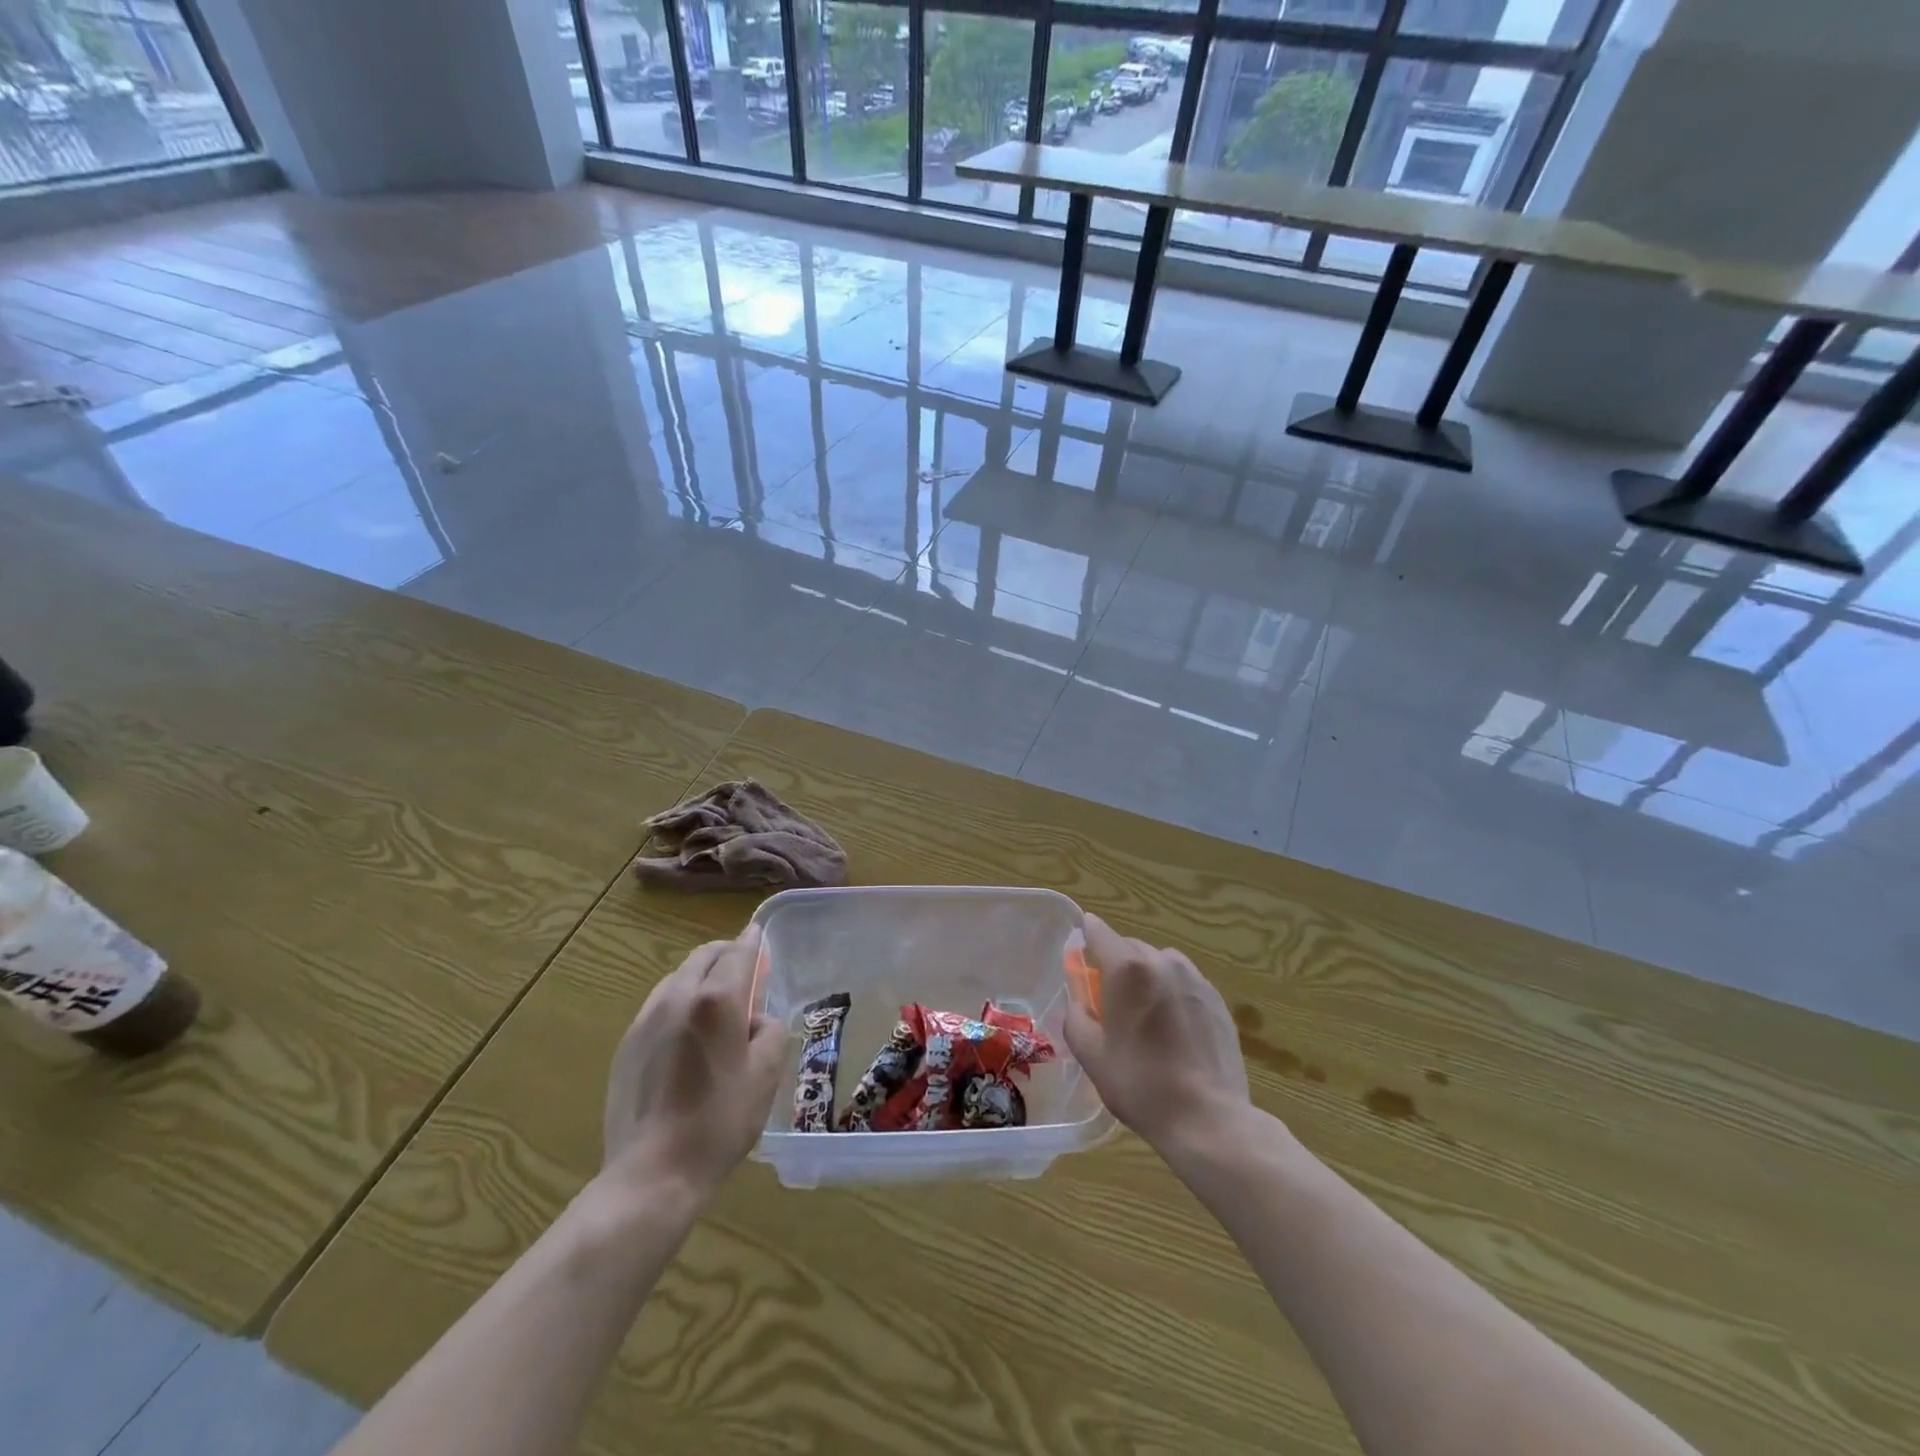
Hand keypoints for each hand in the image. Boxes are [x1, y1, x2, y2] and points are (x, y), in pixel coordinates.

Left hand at [602, 925, 787, 1198]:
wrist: (653, 1173)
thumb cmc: (720, 1121)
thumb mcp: (766, 1074)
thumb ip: (770, 1031)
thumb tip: (757, 1020)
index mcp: (717, 1000)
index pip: (738, 953)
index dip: (752, 941)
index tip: (759, 933)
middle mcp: (678, 998)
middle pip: (703, 957)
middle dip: (725, 954)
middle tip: (744, 967)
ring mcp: (646, 1021)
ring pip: (677, 979)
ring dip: (700, 977)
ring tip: (716, 1000)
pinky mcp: (626, 1046)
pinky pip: (658, 1006)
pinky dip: (678, 1002)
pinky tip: (687, 1033)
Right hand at [1064, 913, 1250, 1151]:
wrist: (1208, 1119)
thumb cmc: (1140, 1084)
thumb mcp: (1091, 1055)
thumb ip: (1075, 1017)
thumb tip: (1080, 1001)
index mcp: (1127, 969)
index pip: (1098, 931)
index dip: (1085, 938)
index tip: (1080, 957)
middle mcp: (1163, 962)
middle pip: (1129, 947)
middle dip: (1115, 965)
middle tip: (1109, 1001)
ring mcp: (1195, 979)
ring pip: (1160, 962)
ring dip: (1146, 977)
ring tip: (1145, 1015)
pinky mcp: (1217, 1000)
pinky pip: (1185, 983)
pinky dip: (1172, 993)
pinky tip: (1173, 1030)